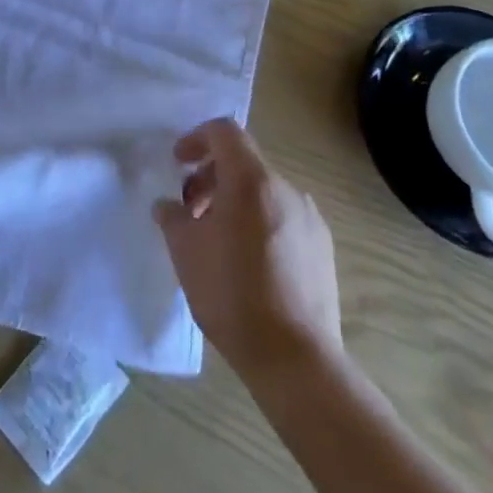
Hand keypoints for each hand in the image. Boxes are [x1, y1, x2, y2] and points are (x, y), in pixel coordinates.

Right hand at [154, 118, 342, 378]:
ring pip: (264, 193)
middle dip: (212, 178)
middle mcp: (286, 189)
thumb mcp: (185, 251)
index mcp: (252, 180)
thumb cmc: (232, 295)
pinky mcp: (323, 250)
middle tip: (191, 211)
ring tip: (217, 240)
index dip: (196, 138)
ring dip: (235, 202)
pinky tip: (249, 264)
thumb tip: (169, 206)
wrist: (296, 360)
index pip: (224, 132)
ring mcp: (310, 219)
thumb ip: (172, 217)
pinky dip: (260, 223)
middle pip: (243, 163)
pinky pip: (284, 219)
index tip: (178, 164)